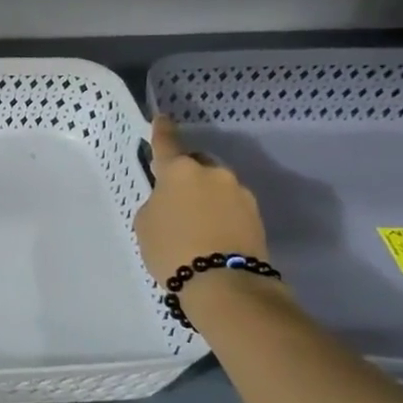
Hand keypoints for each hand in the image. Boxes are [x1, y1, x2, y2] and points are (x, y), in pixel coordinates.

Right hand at [133, 116, 270, 285]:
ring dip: (205, 197)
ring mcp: (240, 193)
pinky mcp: (256, 216)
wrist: (224, 284)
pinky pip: (230, 207)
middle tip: (174, 199)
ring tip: (194, 223)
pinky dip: (220, 214)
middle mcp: (213, 173)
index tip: (162, 118)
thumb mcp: (146, 223)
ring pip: (216, 186)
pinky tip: (211, 235)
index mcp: (180, 170)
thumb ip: (157, 202)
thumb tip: (174, 201)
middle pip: (196, 164)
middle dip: (187, 175)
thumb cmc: (172, 248)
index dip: (162, 130)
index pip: (167, 142)